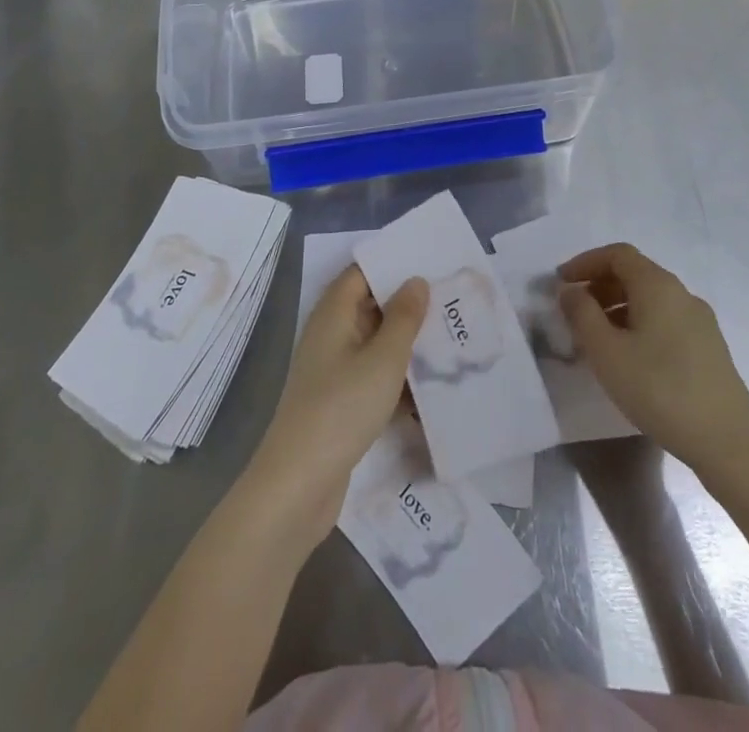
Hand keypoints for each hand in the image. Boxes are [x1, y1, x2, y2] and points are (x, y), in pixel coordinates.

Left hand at [245, 267, 427, 548]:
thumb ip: (403, 317)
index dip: (393, 265)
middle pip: (370, 307)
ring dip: (406, 344)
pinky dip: (397, 378)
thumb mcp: (383, 359)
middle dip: (407, 305)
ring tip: (450, 340)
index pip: (362, 273)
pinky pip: (373, 377)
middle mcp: (330, 335)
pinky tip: (430, 388)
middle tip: (451, 300)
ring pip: (375, 345)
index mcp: (333, 314)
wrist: (298, 485)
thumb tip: (415, 280)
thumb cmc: (341, 409)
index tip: (431, 262)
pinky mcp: (339, 403)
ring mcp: (333, 371)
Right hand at [559, 242, 748, 476]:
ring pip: (651, 299)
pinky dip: (639, 323)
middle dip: (600, 285)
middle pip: (635, 273)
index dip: (585, 262)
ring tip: (596, 338)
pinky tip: (629, 358)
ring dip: (618, 307)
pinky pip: (665, 319)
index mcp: (657, 285)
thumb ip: (582, 314)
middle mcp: (681, 293)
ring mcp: (700, 320)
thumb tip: (569, 289)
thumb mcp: (607, 352)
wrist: (728, 442)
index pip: (617, 254)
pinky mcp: (709, 347)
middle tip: (574, 311)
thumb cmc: (659, 390)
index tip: (561, 283)